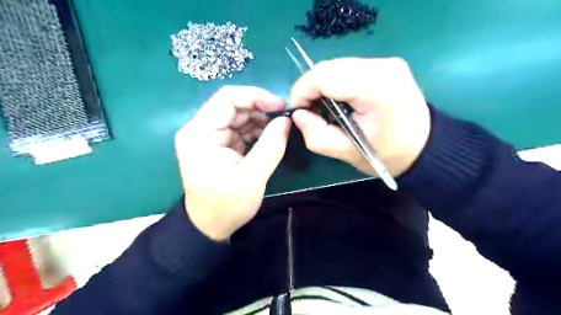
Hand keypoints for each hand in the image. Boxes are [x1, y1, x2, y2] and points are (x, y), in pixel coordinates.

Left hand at [175, 86, 290, 241]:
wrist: (210, 225)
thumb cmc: (226, 206)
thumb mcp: (252, 178)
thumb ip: (270, 147)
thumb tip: (285, 120)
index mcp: (200, 134)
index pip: (227, 98)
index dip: (255, 96)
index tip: (280, 106)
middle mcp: (200, 129)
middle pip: (232, 105)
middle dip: (260, 108)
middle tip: (284, 118)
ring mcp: (209, 136)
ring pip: (238, 115)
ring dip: (260, 119)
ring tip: (279, 129)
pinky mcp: (218, 143)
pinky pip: (239, 128)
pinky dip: (256, 129)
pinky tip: (270, 136)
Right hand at [289, 56, 429, 176]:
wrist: (424, 147)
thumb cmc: (387, 155)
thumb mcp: (347, 152)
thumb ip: (316, 135)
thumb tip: (298, 115)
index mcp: (374, 88)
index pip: (323, 76)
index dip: (302, 91)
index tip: (298, 112)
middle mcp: (381, 66)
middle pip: (328, 67)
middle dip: (310, 89)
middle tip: (310, 112)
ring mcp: (385, 62)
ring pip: (336, 66)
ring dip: (322, 85)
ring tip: (323, 108)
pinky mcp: (385, 64)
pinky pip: (347, 68)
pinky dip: (335, 83)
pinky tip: (339, 100)